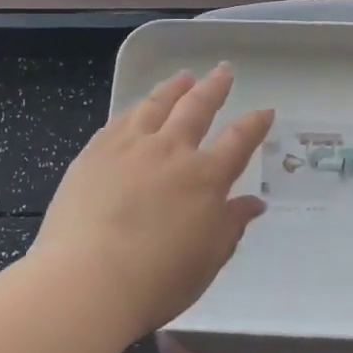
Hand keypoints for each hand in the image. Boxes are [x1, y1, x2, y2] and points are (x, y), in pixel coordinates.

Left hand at [31, 64, 274, 339]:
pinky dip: (135, 109)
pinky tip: (137, 107)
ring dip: (174, 88)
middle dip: (214, 87)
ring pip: (156, 105)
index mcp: (205, 178)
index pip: (238, 141)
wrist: (87, 281)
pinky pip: (120, 120)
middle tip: (224, 71)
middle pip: (197, 107)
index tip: (265, 111)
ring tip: (183, 77)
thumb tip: (253, 203)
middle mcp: (171, 151)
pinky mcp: (95, 153)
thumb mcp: (208, 259)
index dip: (255, 124)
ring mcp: (130, 147)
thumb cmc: (157, 280)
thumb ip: (231, 225)